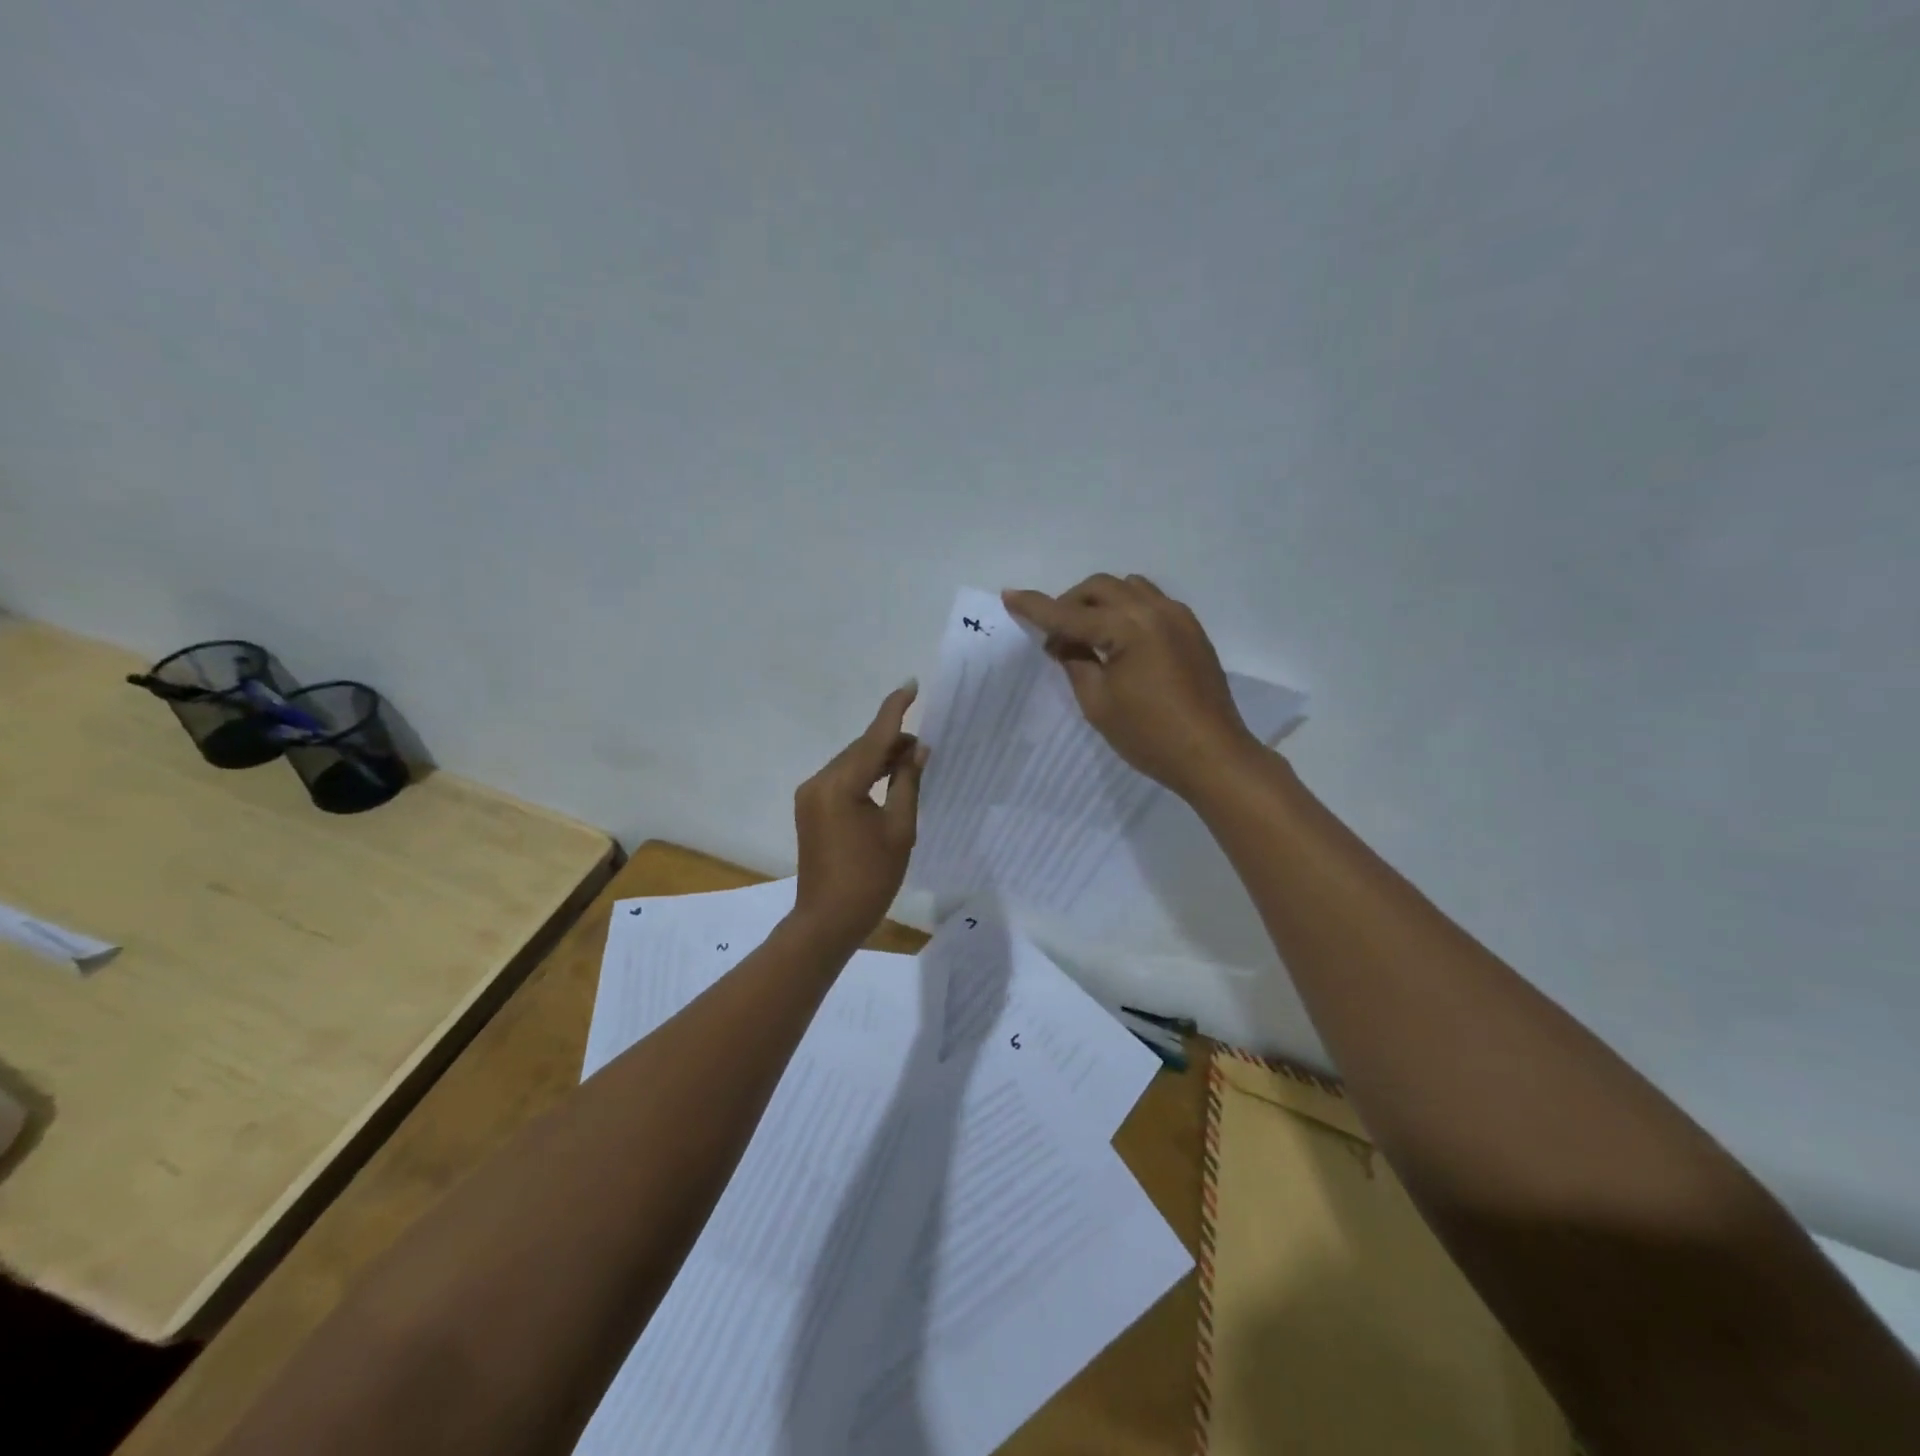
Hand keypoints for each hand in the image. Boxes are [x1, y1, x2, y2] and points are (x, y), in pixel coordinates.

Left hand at [791, 683, 927, 947]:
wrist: (828, 920)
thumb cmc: (870, 878)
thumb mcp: (899, 829)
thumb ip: (907, 783)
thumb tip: (917, 750)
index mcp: (840, 785)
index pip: (873, 738)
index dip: (894, 711)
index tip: (911, 685)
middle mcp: (819, 782)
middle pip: (860, 749)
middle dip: (891, 742)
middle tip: (924, 746)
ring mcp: (810, 795)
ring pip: (851, 764)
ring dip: (879, 759)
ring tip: (912, 762)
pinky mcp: (811, 808)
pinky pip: (842, 780)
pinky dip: (865, 775)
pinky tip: (887, 779)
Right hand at [1003, 574, 1261, 801]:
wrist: (1212, 755)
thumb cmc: (1149, 735)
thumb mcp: (1098, 703)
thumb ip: (1076, 662)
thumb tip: (1063, 641)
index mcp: (1127, 627)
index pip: (1070, 614)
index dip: (1036, 607)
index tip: (1009, 596)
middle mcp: (1153, 610)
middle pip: (1100, 588)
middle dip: (1070, 603)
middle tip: (1055, 635)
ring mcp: (1177, 617)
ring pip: (1128, 588)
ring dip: (1100, 602)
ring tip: (1087, 635)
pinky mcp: (1191, 630)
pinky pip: (1151, 602)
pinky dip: (1126, 609)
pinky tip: (1119, 640)